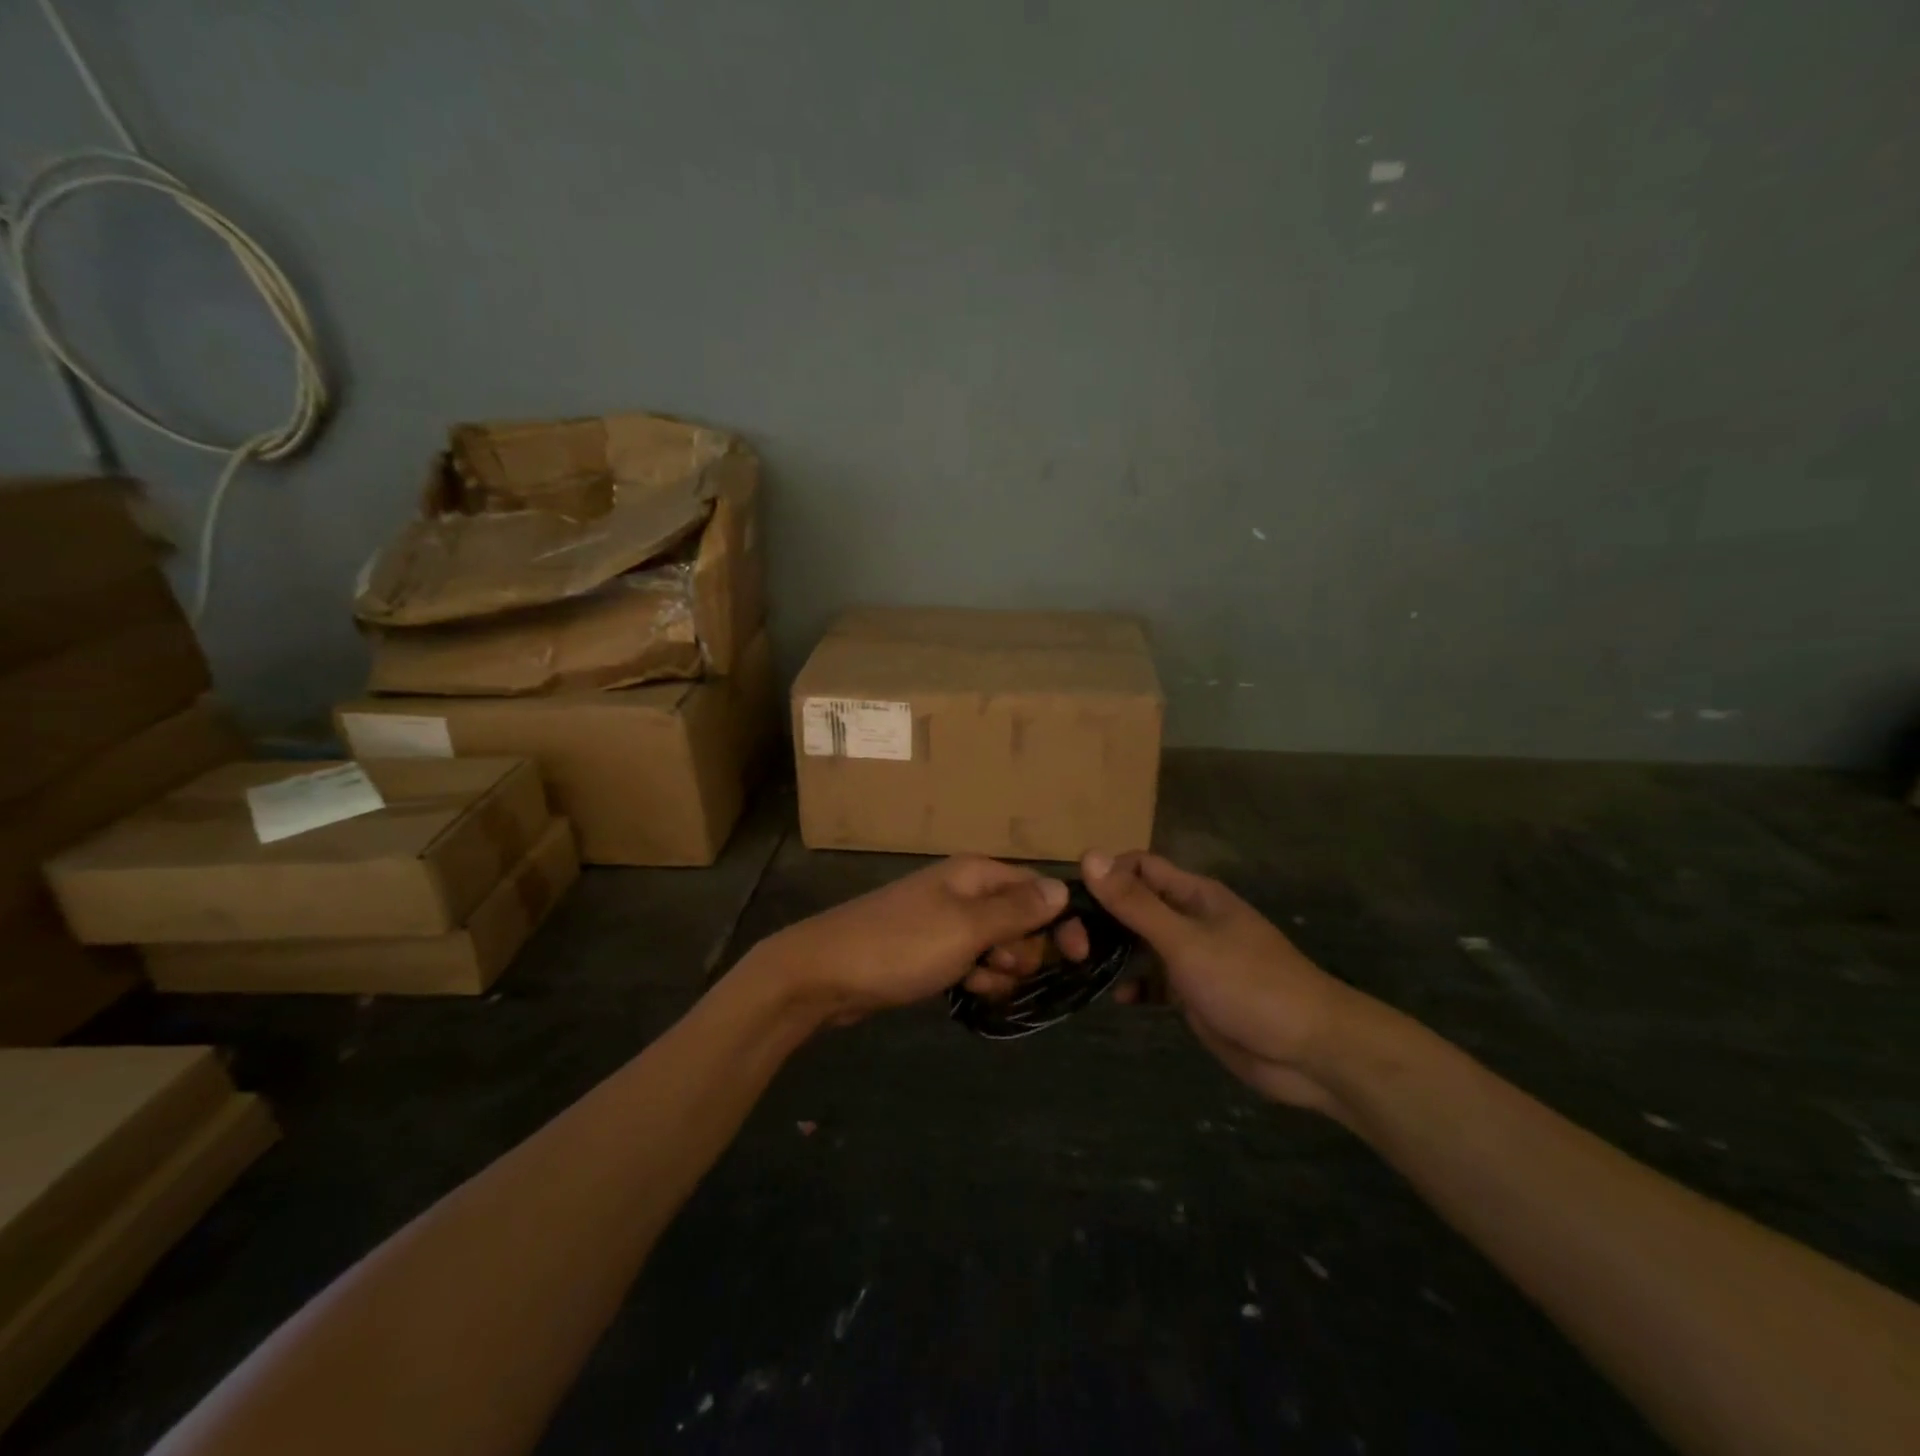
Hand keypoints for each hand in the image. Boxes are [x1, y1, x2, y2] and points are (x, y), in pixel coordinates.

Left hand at [747, 857, 1072, 1024]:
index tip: (1079, 956)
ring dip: (999, 970)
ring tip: (975, 980)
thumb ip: (1017, 910)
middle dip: (1022, 950)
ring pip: (1000, 947)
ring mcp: (947, 922)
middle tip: (997, 964)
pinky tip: (964, 992)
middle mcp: (965, 891)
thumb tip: (1063, 888)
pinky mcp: (932, 951)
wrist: (825, 975)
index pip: (1038, 888)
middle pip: (1023, 920)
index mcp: (976, 874)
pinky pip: (973, 963)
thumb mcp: (966, 927)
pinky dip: (976, 978)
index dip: (1062, 919)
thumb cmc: (901, 945)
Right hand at [1081, 851, 1364, 1114]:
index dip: (1105, 874)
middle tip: (1068, 942)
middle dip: (1102, 918)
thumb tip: (1088, 855)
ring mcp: (1192, 958)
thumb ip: (1135, 903)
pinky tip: (1117, 1000)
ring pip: (1140, 945)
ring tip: (1078, 967)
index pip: (1139, 867)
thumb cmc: (1248, 983)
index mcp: (1193, 895)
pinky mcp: (1194, 995)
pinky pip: (1154, 982)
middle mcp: (1190, 919)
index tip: (1068, 899)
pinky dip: (1134, 987)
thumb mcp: (1185, 941)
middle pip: (1135, 905)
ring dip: (1113, 953)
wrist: (1310, 1051)